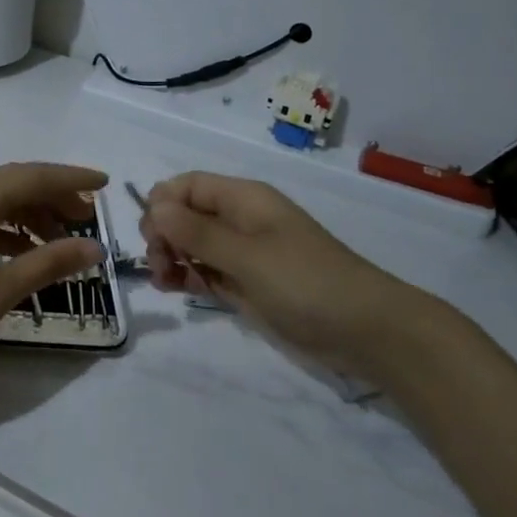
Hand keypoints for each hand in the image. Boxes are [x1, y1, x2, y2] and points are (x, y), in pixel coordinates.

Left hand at [0, 163, 107, 395]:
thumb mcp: (1, 290)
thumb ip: (50, 263)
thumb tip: (95, 247)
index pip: (32, 176)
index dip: (71, 179)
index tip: (105, 185)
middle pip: (13, 182)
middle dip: (52, 197)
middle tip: (86, 219)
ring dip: (28, 214)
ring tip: (59, 241)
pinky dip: (4, 228)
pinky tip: (22, 253)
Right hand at [142, 172, 460, 385]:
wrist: (365, 331)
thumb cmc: (306, 282)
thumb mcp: (247, 255)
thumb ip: (197, 232)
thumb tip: (154, 206)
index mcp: (243, 199)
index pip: (187, 185)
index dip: (162, 204)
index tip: (152, 235)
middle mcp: (238, 220)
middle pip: (183, 214)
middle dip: (163, 234)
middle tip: (159, 266)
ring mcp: (241, 253)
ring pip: (189, 244)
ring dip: (170, 257)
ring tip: (164, 283)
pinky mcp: (244, 283)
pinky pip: (204, 270)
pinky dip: (185, 275)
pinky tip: (175, 288)